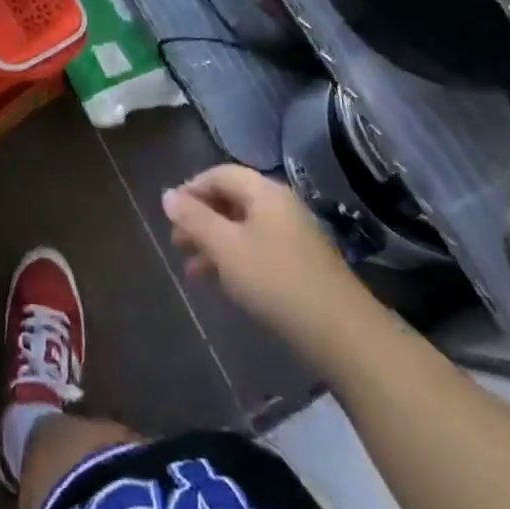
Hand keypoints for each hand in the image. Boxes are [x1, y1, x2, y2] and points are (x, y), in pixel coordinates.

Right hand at [163, 165, 377, 374]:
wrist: (342, 333)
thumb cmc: (275, 280)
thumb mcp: (225, 248)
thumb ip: (194, 219)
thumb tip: (167, 195)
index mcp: (263, 192)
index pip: (219, 174)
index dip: (191, 189)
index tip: (169, 213)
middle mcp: (280, 205)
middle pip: (231, 199)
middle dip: (200, 218)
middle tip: (176, 242)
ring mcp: (293, 235)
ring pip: (243, 227)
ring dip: (214, 242)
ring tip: (191, 268)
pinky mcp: (301, 263)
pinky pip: (258, 247)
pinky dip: (234, 258)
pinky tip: (221, 282)